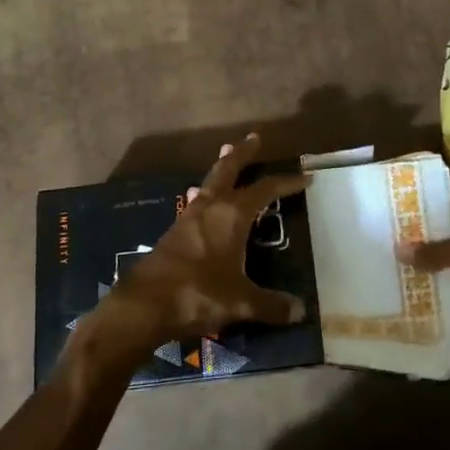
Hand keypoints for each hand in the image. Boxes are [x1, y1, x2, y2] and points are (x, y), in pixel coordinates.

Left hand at [73, 134, 310, 373]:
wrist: (144, 305)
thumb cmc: (198, 293)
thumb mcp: (242, 302)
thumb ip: (271, 305)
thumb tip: (300, 311)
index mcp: (232, 215)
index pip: (265, 189)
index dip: (286, 183)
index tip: (305, 178)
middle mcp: (210, 208)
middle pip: (228, 170)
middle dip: (242, 154)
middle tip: (253, 138)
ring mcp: (187, 219)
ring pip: (208, 185)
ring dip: (220, 171)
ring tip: (225, 157)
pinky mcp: (172, 234)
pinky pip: (194, 205)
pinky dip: (204, 197)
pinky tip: (200, 202)